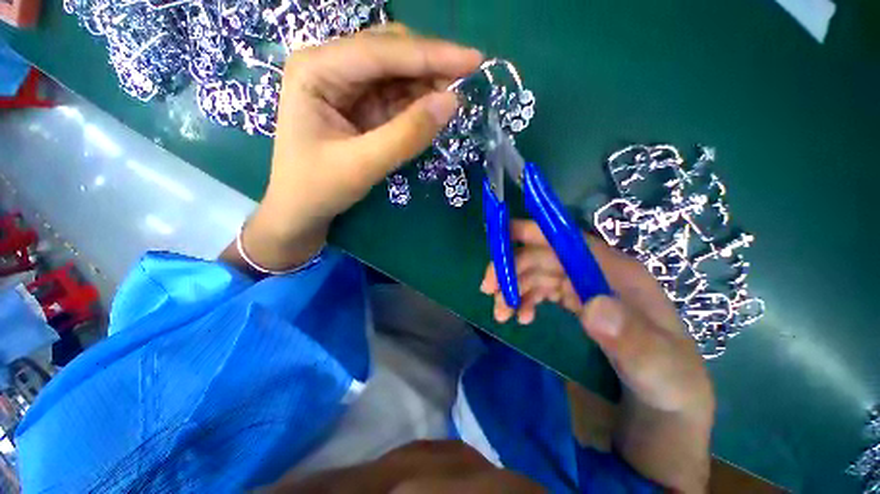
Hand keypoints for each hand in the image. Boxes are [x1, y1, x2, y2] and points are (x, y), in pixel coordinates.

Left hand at [232, 25, 482, 271]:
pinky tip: (434, 110)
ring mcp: (345, 86)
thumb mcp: (363, 164)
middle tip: (467, 82)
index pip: (382, 52)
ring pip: (396, 73)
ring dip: (427, 84)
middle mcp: (330, 66)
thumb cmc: (318, 188)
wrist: (300, 211)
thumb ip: (407, 134)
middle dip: (430, 66)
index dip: (431, 55)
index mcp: (317, 69)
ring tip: (454, 99)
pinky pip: (395, 96)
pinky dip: (417, 103)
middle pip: (390, 53)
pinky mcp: (359, 106)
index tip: (475, 60)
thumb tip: (452, 102)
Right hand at [480, 220, 713, 490]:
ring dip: (514, 287)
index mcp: (618, 273)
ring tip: (501, 313)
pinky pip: (541, 291)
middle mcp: (598, 274)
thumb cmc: (667, 385)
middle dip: (513, 268)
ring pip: (538, 274)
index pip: (569, 242)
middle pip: (545, 257)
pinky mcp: (575, 305)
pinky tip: (521, 317)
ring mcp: (585, 289)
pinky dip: (524, 299)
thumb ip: (630, 338)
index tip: (500, 241)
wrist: (663, 411)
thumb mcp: (657, 369)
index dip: (533, 234)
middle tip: (489, 290)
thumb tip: (590, 305)